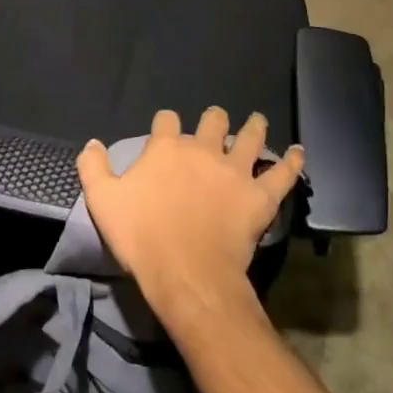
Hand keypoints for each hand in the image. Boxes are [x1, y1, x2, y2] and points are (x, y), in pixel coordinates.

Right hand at [77, 108, 303, 324]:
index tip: (166, 130)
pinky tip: (300, 153)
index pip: (166, 119)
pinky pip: (282, 173)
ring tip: (258, 121)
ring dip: (254, 127)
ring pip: (249, 137)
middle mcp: (202, 149)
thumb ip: (93, 166)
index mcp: (166, 147)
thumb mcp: (102, 200)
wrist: (186, 273)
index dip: (166, 123)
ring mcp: (234, 170)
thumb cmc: (141, 236)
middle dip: (213, 120)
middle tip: (215, 124)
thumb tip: (92, 142)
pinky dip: (292, 162)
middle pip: (212, 120)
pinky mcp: (259, 195)